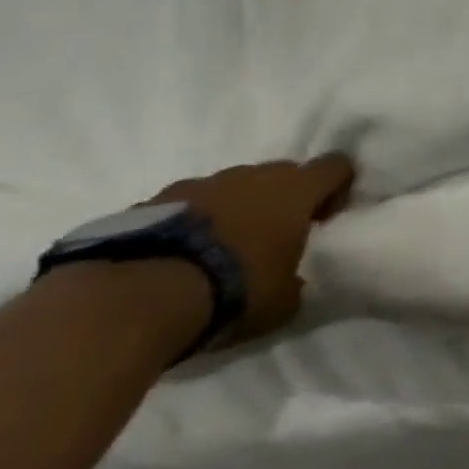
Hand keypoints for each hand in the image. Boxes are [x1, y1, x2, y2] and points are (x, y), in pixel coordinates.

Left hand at [150, 155, 356, 347]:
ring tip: (213, 253)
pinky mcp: (147, 204)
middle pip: (280, 174)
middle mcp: (252, 176)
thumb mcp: (280, 302)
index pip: (335, 166)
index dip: (337, 186)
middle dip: (280, 199)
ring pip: (228, 188)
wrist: (131, 300)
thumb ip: (294, 283)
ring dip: (230, 210)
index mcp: (295, 190)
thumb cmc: (230, 291)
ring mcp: (197, 185)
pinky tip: (173, 260)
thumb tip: (291, 283)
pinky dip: (186, 226)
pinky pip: (181, 207)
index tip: (325, 217)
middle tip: (270, 238)